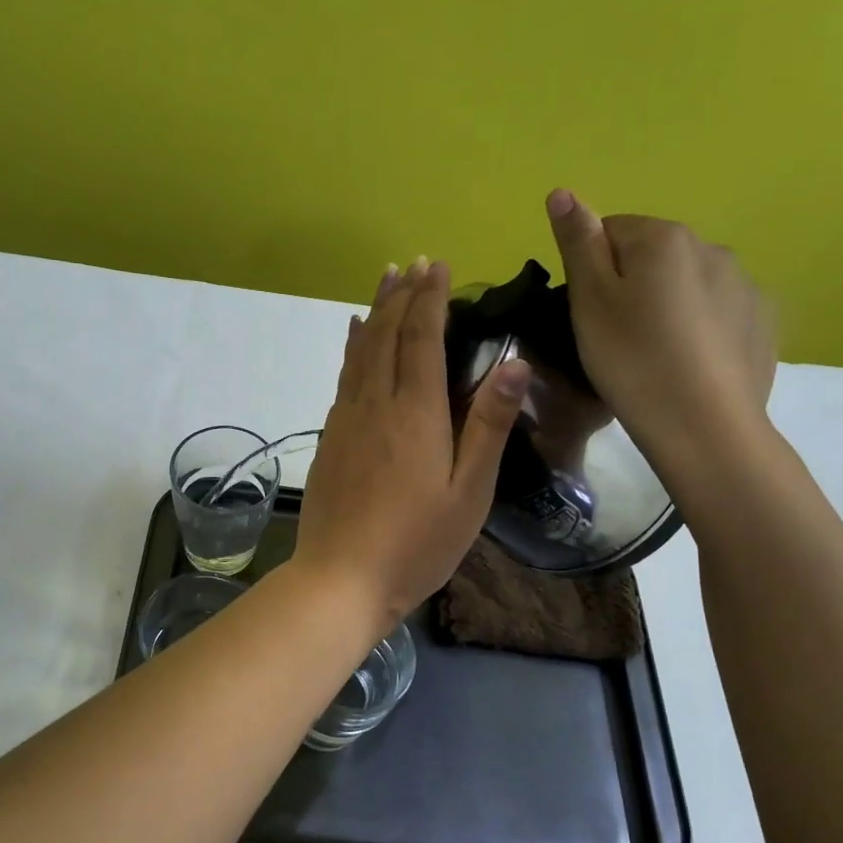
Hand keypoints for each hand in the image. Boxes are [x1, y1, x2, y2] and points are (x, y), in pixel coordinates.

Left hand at [293, 259, 529, 630]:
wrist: (339, 578)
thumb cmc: (416, 543)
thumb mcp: (468, 492)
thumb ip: (488, 425)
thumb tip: (512, 362)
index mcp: (416, 413)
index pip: (422, 340)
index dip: (430, 300)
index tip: (437, 266)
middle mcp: (376, 404)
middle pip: (387, 335)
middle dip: (402, 295)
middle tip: (413, 263)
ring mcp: (346, 420)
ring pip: (360, 351)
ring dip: (374, 312)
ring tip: (384, 281)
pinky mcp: (329, 438)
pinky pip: (344, 376)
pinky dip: (352, 347)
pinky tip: (354, 338)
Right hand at [545, 188, 776, 480]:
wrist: (704, 427)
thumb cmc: (632, 361)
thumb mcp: (589, 302)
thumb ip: (578, 243)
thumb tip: (563, 190)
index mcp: (663, 237)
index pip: (610, 231)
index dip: (590, 271)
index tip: (588, 314)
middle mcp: (711, 246)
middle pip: (651, 255)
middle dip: (631, 285)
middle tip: (615, 338)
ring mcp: (744, 283)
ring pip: (686, 283)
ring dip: (666, 304)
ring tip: (653, 354)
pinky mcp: (762, 321)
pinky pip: (717, 310)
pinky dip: (699, 327)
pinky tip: (688, 363)